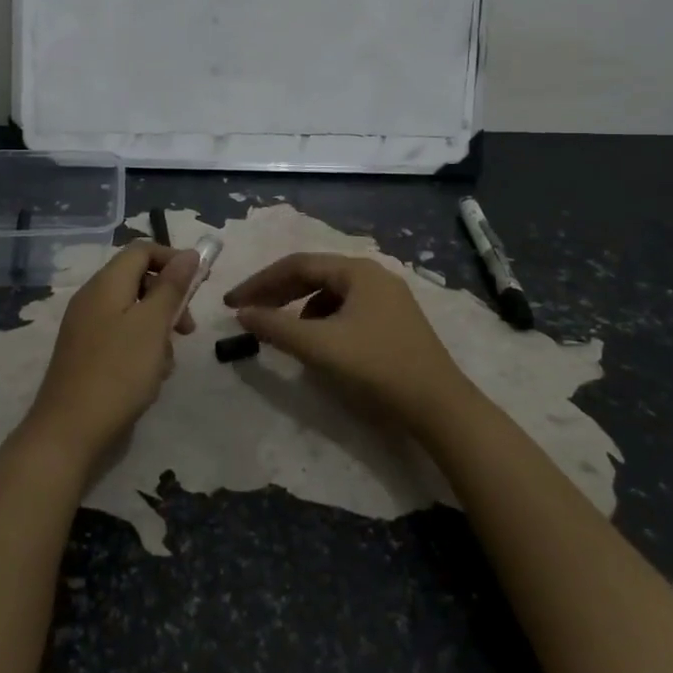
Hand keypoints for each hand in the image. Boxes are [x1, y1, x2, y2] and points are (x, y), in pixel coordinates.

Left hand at [21, 241, 200, 468]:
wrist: (69, 433)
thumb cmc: (118, 373)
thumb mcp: (152, 325)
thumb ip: (172, 287)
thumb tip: (189, 254)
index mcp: (105, 284)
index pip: (142, 250)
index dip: (173, 259)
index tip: (199, 284)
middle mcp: (93, 299)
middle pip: (139, 281)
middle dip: (169, 300)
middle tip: (188, 329)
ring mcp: (87, 328)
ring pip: (134, 314)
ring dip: (158, 331)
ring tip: (166, 363)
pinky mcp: (87, 355)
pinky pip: (122, 338)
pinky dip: (141, 350)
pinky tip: (150, 379)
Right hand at [223, 253, 475, 436]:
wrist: (440, 407)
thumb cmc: (377, 368)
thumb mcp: (320, 347)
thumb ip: (276, 327)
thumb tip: (243, 313)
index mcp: (357, 271)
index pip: (296, 265)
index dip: (260, 283)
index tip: (232, 303)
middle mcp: (373, 275)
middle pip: (314, 275)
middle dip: (277, 293)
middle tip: (248, 312)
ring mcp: (388, 298)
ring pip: (330, 294)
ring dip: (299, 308)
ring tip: (281, 331)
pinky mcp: (394, 322)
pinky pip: (346, 310)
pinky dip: (322, 321)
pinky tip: (317, 344)